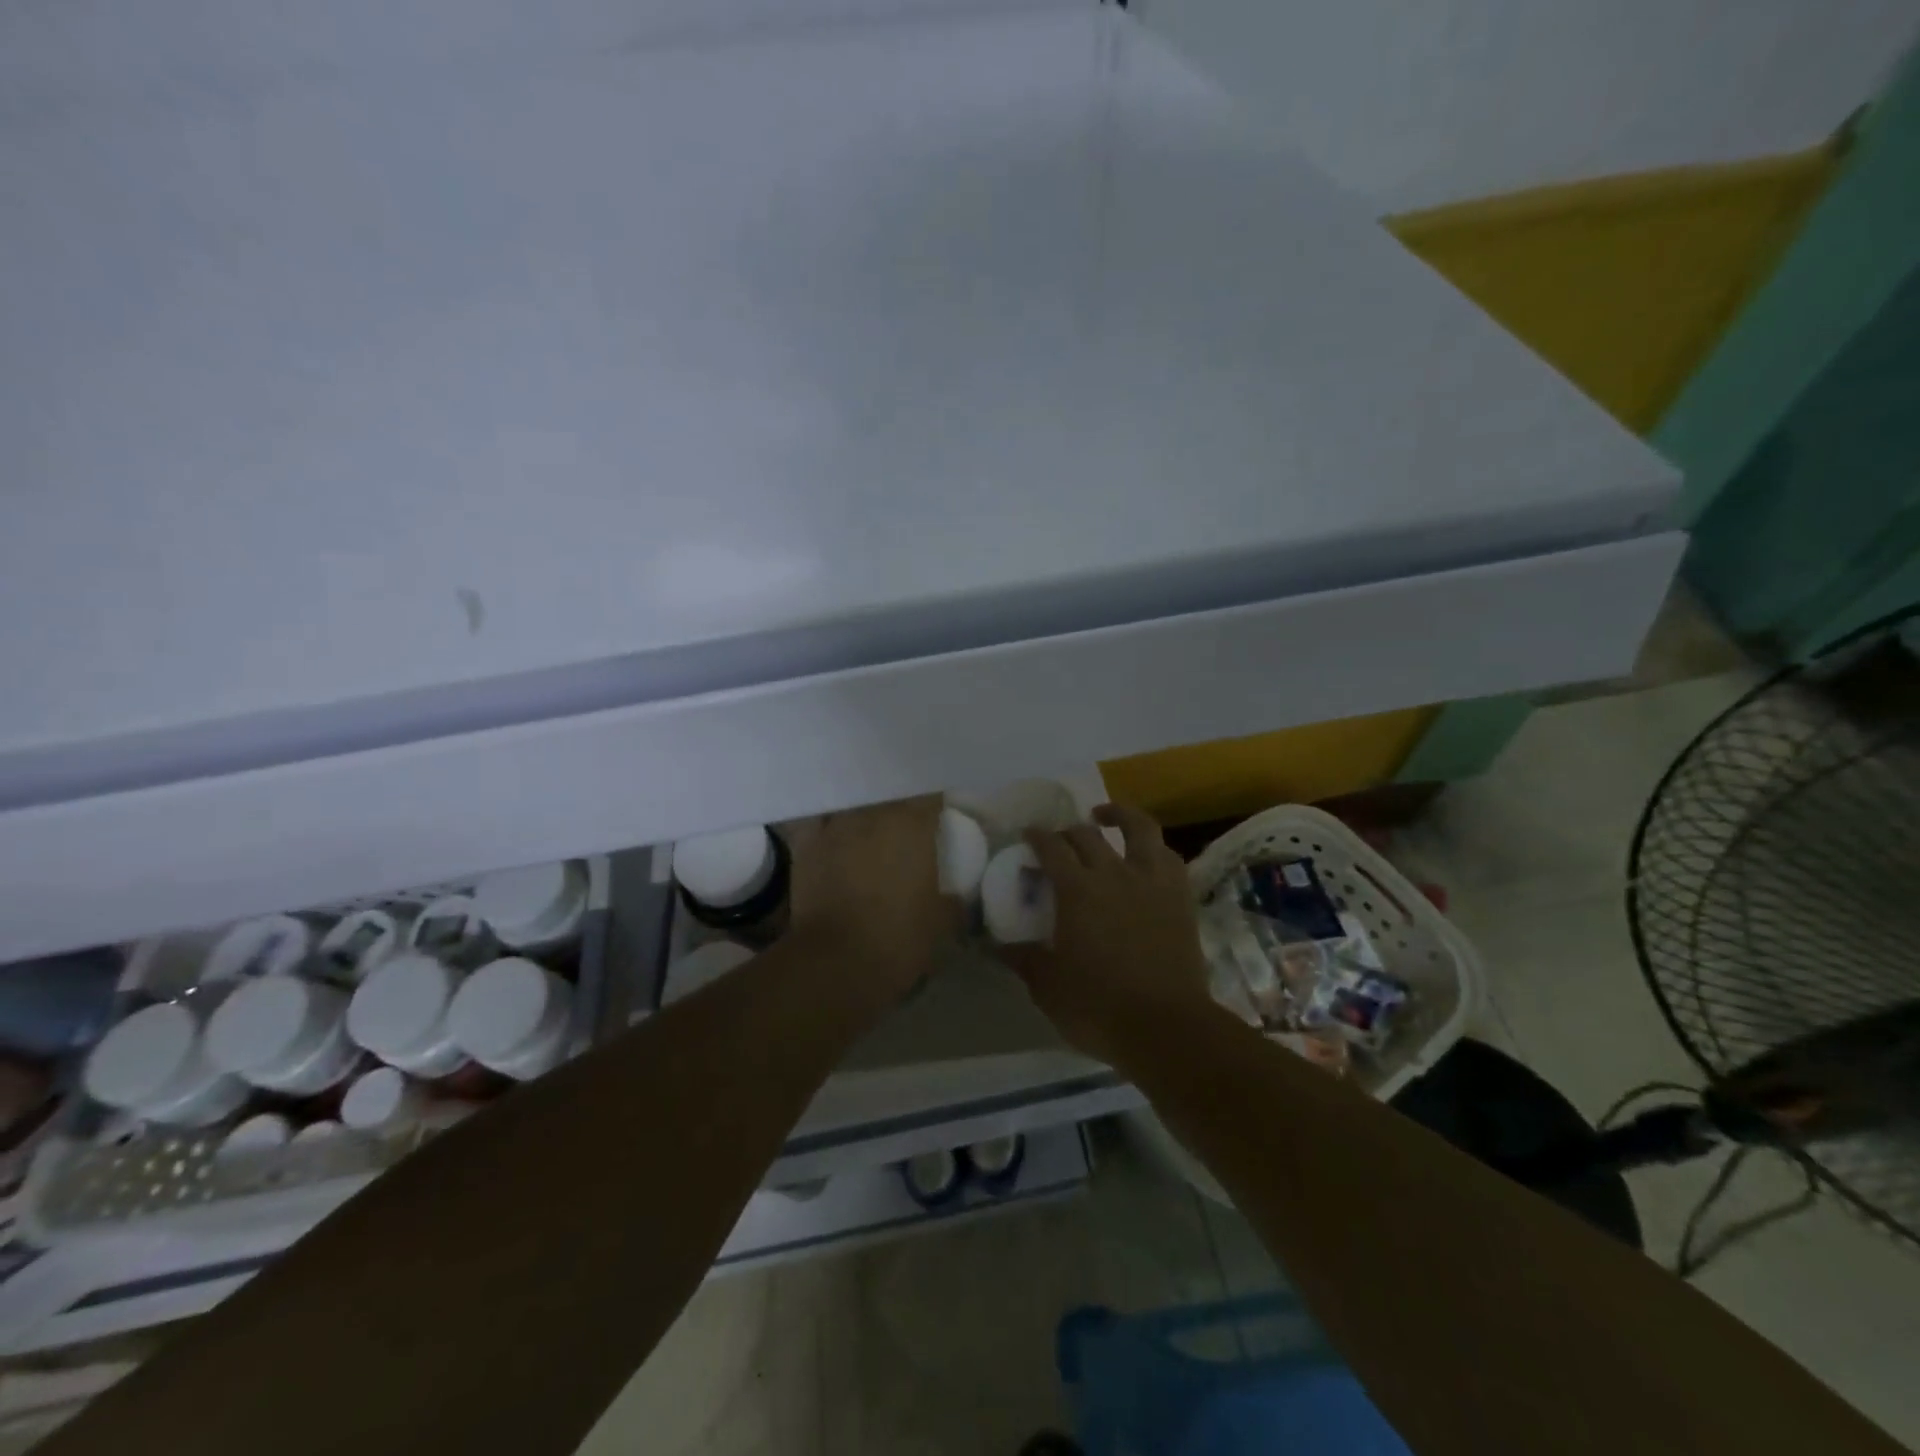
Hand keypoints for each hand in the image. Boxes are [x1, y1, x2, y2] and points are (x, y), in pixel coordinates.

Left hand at [786, 796, 951, 1006]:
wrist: (833, 963)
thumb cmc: (897, 940)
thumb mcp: (941, 924)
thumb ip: (953, 902)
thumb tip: (956, 898)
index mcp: (912, 824)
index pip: (930, 794)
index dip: (936, 802)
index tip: (941, 814)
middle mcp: (872, 813)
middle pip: (890, 792)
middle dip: (900, 804)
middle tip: (908, 823)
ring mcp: (835, 825)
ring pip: (854, 802)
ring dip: (865, 811)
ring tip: (871, 827)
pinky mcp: (805, 843)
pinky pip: (820, 821)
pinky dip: (829, 824)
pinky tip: (835, 834)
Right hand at [1007, 803, 1213, 1068]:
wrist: (1166, 1027)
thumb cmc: (1098, 1007)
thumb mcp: (1048, 987)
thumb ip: (1023, 959)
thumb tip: (997, 946)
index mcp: (1077, 890)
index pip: (1051, 847)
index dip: (1037, 837)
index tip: (1028, 836)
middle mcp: (1114, 873)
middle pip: (1087, 834)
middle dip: (1067, 830)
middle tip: (1058, 840)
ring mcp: (1152, 881)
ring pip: (1138, 828)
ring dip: (1119, 815)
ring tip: (1105, 816)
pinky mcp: (1180, 896)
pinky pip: (1168, 856)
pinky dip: (1152, 847)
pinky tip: (1145, 854)